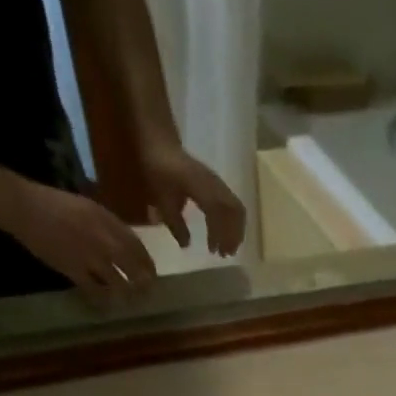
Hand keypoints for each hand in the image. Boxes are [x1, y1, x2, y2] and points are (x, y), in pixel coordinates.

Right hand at [2, 180, 156, 290]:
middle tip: (146, 293)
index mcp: (106, 220)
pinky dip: (102, 299)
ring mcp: (89, 255)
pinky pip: (95, 291)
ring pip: (118, 283)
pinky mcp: (74, 269)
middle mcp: (103, 238)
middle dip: (143, 283)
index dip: (147, 263)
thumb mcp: (87, 207)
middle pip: (133, 267)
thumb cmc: (53, 204)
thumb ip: (108, 225)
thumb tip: (127, 245)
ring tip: (129, 301)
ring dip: (126, 294)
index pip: (137, 246)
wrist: (23, 206)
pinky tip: (105, 304)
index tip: (151, 274)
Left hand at [142, 142, 247, 256]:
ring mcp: (218, 183)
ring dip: (235, 229)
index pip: (217, 214)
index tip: (213, 252)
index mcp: (201, 188)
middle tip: (226, 254)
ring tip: (228, 246)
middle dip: (233, 235)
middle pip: (234, 212)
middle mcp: (214, 185)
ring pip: (236, 208)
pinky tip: (225, 231)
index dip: (218, 234)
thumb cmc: (159, 170)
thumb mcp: (162, 199)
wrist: (160, 142)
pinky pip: (233, 204)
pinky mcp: (218, 184)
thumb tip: (187, 245)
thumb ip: (175, 224)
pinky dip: (233, 221)